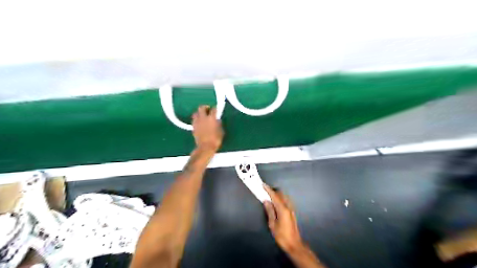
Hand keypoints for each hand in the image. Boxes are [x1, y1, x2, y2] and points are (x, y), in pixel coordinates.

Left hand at [191, 105, 222, 151]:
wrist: (205, 147)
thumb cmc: (216, 140)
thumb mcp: (221, 131)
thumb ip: (219, 123)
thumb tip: (217, 120)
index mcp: (211, 118)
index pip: (213, 109)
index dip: (215, 108)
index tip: (217, 110)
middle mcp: (203, 118)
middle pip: (201, 107)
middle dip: (205, 107)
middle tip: (208, 110)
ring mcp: (197, 122)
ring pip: (196, 113)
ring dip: (199, 113)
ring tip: (203, 116)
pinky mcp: (193, 127)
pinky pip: (194, 119)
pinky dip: (197, 119)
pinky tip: (200, 122)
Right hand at [263, 183, 302, 252]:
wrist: (294, 244)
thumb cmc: (282, 235)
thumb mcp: (272, 224)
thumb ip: (270, 211)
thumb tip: (266, 201)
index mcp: (283, 209)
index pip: (275, 196)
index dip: (268, 190)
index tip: (263, 185)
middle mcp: (288, 207)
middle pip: (281, 194)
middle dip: (273, 191)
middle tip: (265, 191)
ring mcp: (291, 209)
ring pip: (284, 197)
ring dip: (277, 195)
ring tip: (269, 197)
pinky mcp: (292, 212)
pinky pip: (285, 201)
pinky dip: (280, 199)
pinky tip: (275, 203)